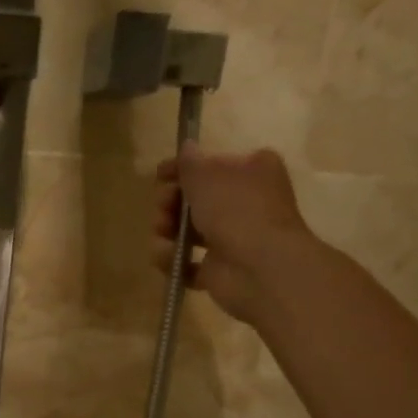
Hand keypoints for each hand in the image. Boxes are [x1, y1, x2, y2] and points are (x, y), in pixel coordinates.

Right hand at [153, 144, 312, 323]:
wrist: (258, 267)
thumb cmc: (236, 211)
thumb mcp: (206, 175)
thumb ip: (189, 162)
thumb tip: (186, 147)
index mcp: (252, 171)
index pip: (211, 165)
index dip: (181, 170)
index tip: (159, 176)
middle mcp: (245, 203)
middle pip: (194, 201)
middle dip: (170, 205)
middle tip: (162, 210)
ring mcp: (232, 239)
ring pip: (187, 233)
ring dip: (167, 234)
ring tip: (163, 239)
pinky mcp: (219, 270)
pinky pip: (187, 263)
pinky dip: (174, 262)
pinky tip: (169, 260)